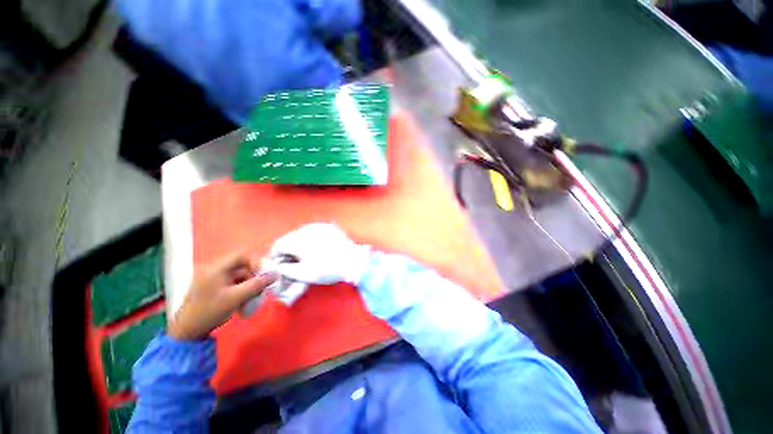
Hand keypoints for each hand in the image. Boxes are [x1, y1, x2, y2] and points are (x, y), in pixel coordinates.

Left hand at [169, 253, 277, 339]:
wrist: (187, 332)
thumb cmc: (210, 311)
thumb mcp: (237, 297)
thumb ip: (258, 284)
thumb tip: (276, 274)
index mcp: (216, 268)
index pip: (242, 255)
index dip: (255, 262)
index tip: (262, 276)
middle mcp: (214, 269)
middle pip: (241, 266)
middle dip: (254, 276)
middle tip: (260, 288)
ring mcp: (212, 279)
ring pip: (239, 275)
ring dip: (249, 284)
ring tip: (253, 297)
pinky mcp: (212, 287)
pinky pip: (232, 283)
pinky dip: (241, 289)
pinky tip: (244, 301)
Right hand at [269, 223, 371, 285]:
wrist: (353, 261)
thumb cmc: (327, 269)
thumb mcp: (302, 274)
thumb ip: (284, 270)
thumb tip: (276, 268)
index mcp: (298, 239)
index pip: (278, 246)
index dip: (276, 257)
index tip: (279, 267)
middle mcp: (307, 228)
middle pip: (290, 239)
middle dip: (288, 251)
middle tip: (292, 263)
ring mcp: (319, 226)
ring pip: (302, 234)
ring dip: (300, 245)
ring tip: (306, 257)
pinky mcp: (329, 227)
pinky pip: (314, 232)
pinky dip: (311, 240)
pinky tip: (317, 249)